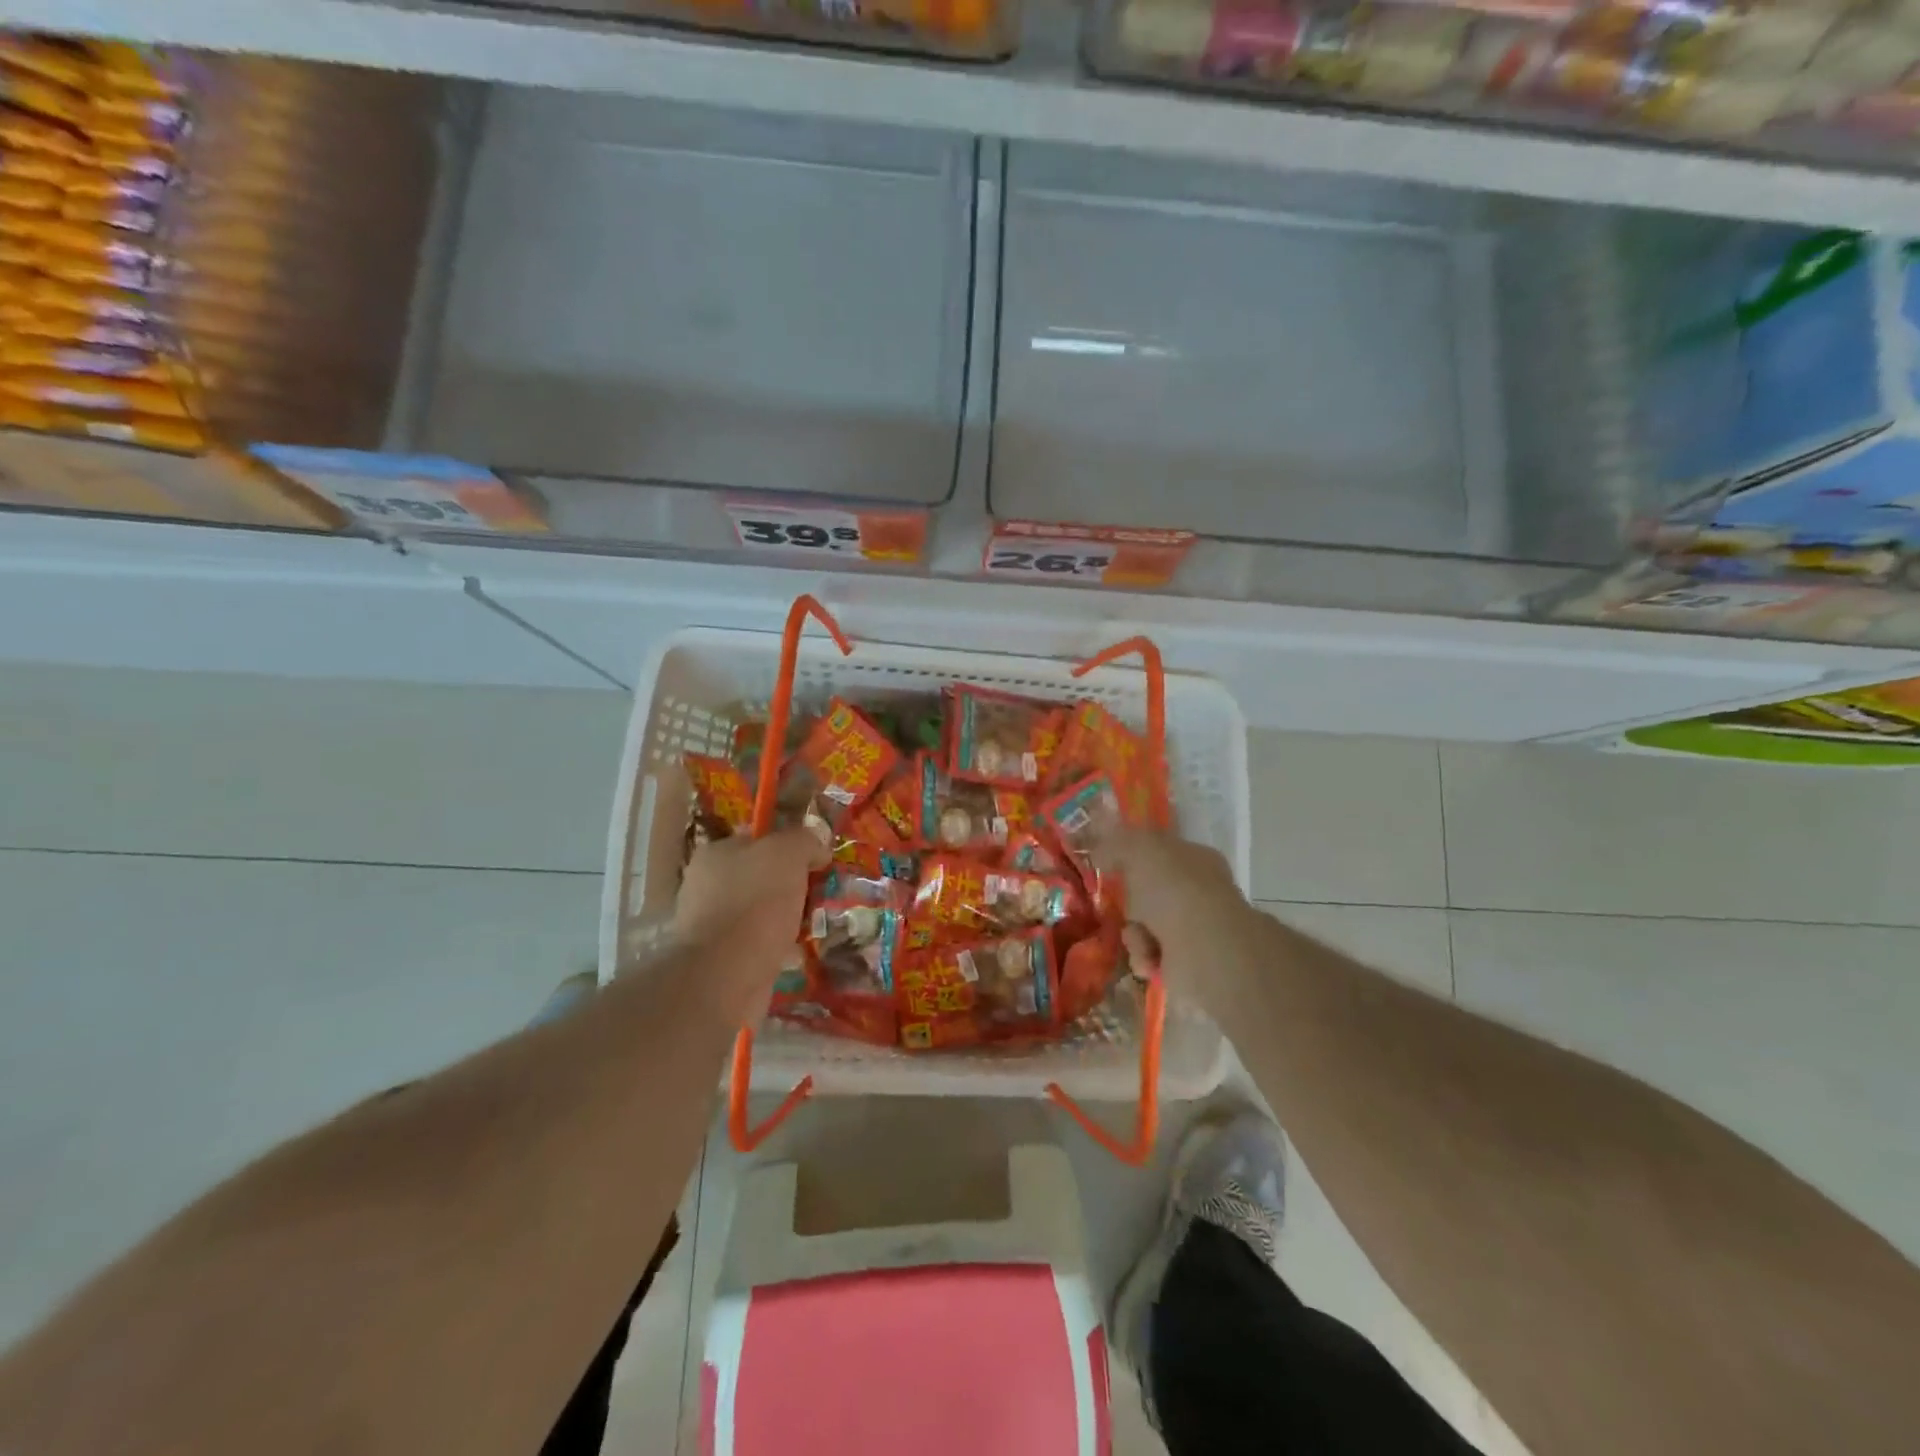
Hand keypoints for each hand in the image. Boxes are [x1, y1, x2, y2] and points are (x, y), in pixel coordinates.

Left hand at [672, 829, 826, 1017]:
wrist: (725, 976)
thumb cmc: (754, 903)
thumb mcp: (787, 853)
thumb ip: (804, 840)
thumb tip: (817, 848)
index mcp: (715, 853)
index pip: (758, 840)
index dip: (791, 847)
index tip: (817, 863)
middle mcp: (706, 885)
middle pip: (762, 876)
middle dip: (792, 885)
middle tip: (821, 895)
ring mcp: (710, 924)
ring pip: (762, 911)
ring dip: (788, 917)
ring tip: (816, 925)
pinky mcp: (720, 958)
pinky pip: (759, 943)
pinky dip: (778, 946)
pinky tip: (798, 951)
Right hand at [1094, 829, 1261, 1012]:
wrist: (1204, 949)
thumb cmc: (1173, 890)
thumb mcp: (1138, 850)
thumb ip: (1117, 843)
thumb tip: (1102, 849)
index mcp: (1195, 857)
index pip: (1160, 850)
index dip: (1133, 856)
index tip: (1109, 866)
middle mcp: (1200, 890)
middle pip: (1149, 892)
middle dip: (1130, 902)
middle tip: (1119, 905)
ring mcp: (1198, 928)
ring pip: (1146, 925)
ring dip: (1134, 933)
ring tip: (1140, 939)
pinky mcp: (1191, 962)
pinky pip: (1152, 955)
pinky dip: (1144, 957)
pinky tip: (1149, 959)